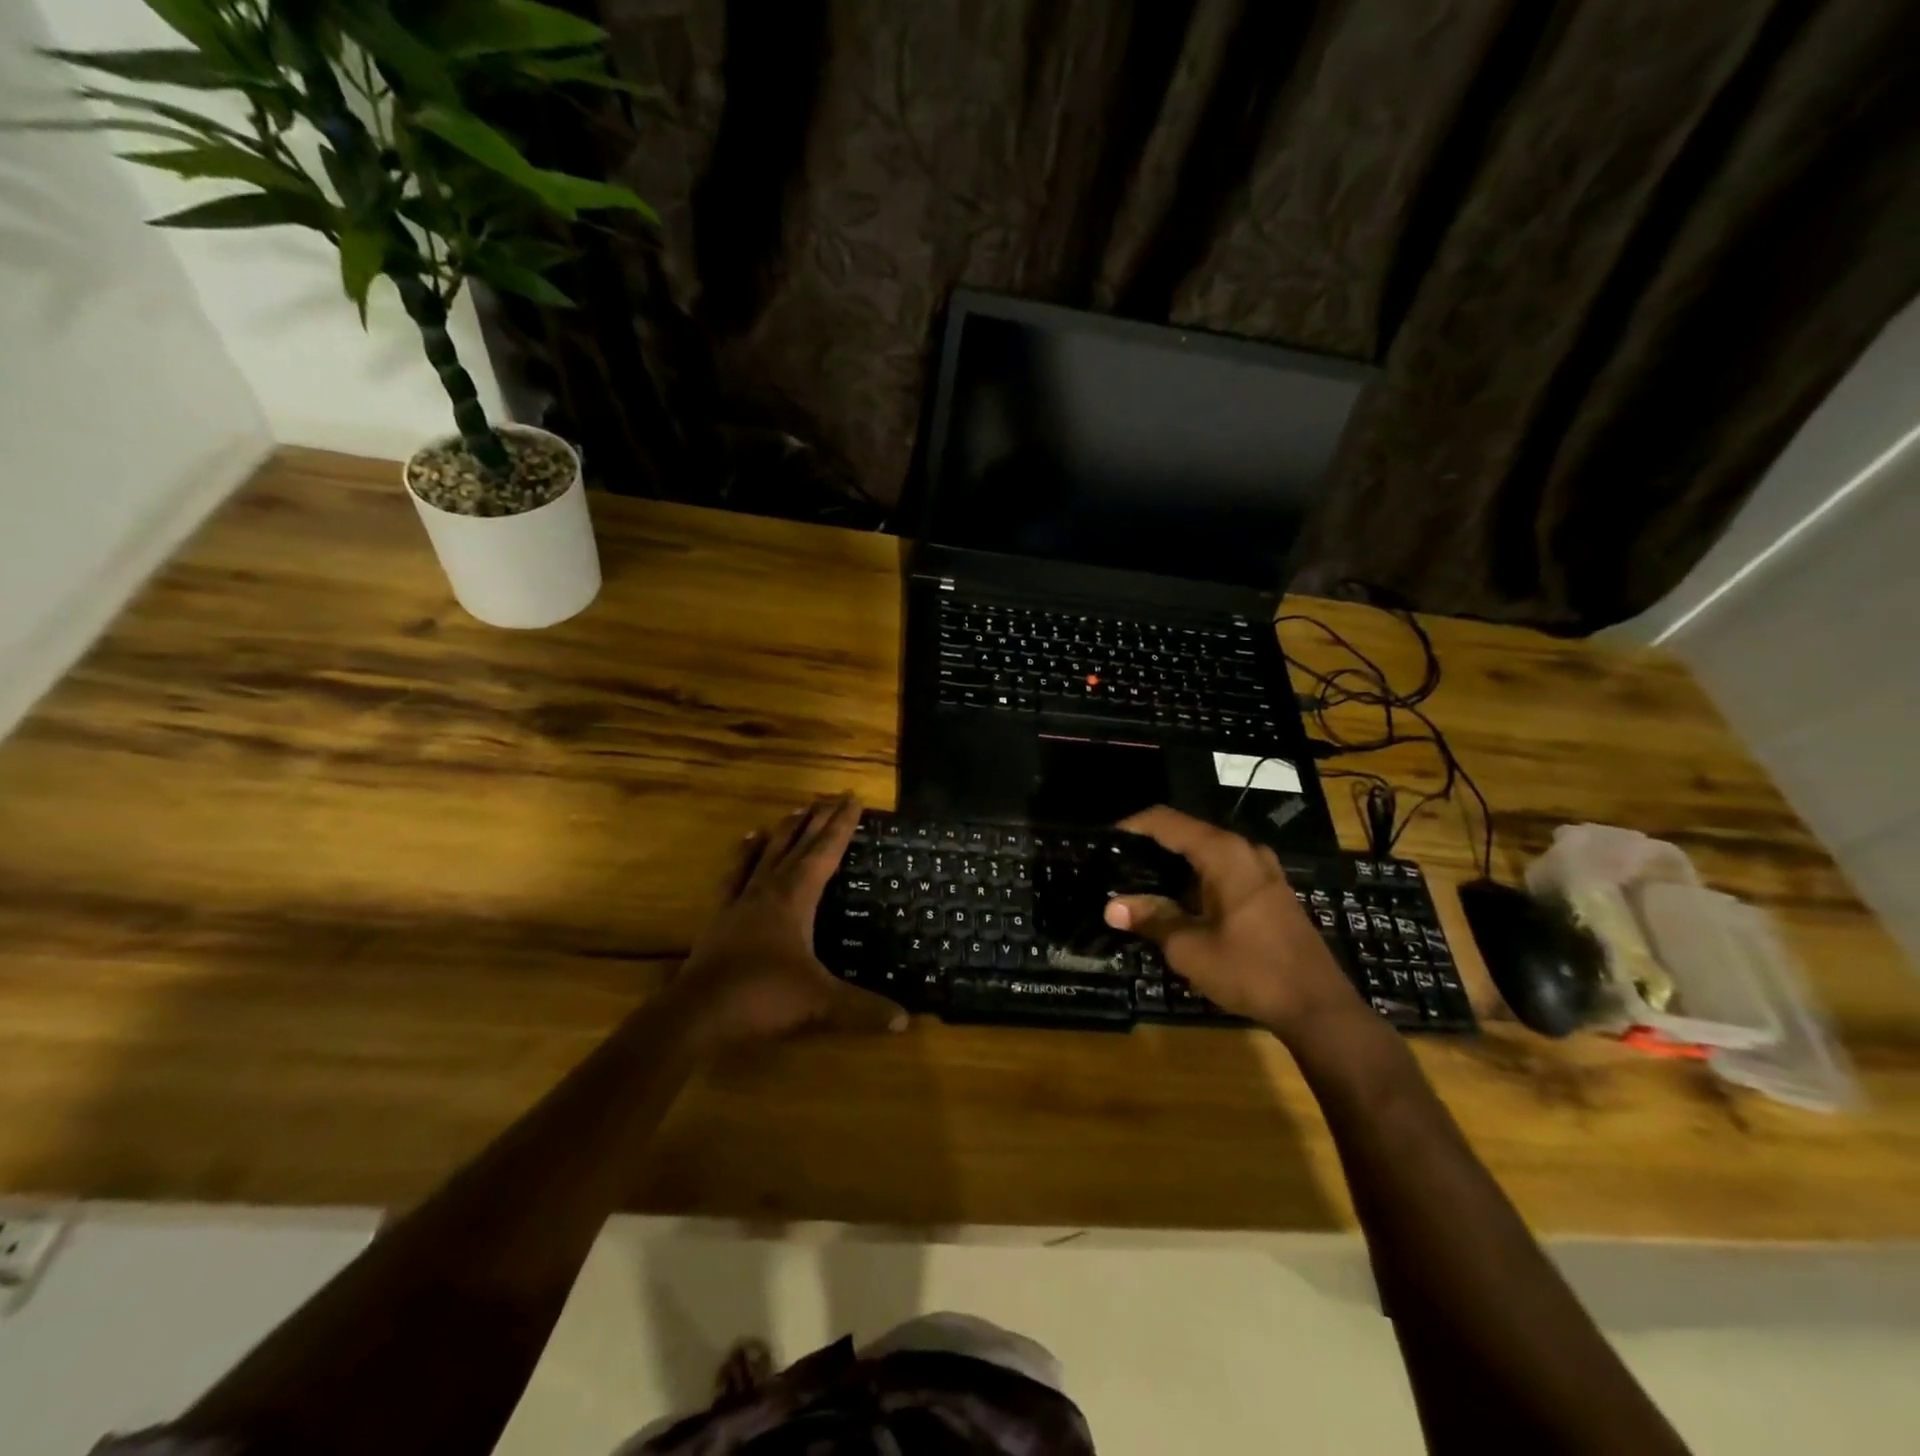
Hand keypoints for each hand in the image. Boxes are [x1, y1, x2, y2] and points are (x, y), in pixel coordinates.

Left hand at [673, 794, 905, 1047]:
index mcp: (795, 898)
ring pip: (768, 853)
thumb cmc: (761, 997)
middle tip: (834, 795)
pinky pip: (736, 874)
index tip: (853, 798)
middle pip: (798, 844)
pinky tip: (748, 841)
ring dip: (785, 830)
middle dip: (819, 819)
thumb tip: (904, 1019)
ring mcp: (742, 900)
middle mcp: (769, 889)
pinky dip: (745, 854)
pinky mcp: (722, 915)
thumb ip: (862, 1008)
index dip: (842, 825)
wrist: (697, 1013)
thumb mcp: (819, 1002)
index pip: (825, 852)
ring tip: (797, 810)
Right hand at [1103, 806, 1360, 1037]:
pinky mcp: (1269, 891)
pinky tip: (1176, 903)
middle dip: (1149, 848)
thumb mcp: (1190, 947)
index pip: (1166, 821)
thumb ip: (1150, 918)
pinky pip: (1222, 870)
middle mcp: (1244, 850)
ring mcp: (1261, 870)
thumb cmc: (1250, 970)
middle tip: (1115, 868)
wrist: (1317, 1007)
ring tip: (1138, 885)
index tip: (1103, 842)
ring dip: (1172, 866)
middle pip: (1186, 834)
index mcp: (1223, 853)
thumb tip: (1111, 907)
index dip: (1132, 826)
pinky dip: (1194, 879)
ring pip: (1205, 854)